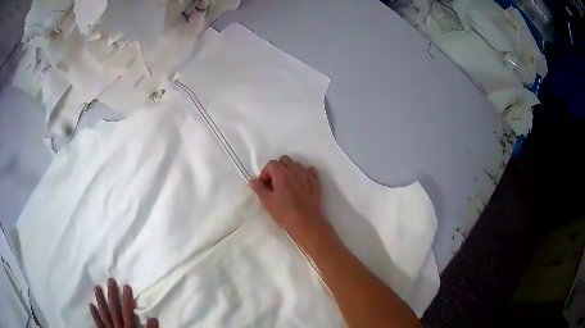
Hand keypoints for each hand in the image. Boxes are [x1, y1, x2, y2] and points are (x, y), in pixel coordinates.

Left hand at [89, 278, 158, 327]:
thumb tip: (152, 318)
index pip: (128, 312)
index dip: (127, 300)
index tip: (126, 286)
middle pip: (114, 310)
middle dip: (112, 295)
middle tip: (110, 280)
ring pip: (104, 314)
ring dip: (100, 301)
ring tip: (96, 287)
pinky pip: (99, 324)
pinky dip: (95, 315)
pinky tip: (91, 305)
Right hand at [249, 155, 325, 238]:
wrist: (306, 223)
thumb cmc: (284, 213)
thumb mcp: (267, 202)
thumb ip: (259, 189)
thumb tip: (253, 181)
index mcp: (282, 174)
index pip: (271, 164)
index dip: (265, 173)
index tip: (265, 185)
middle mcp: (295, 171)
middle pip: (284, 160)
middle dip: (277, 168)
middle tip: (274, 183)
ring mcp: (307, 176)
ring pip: (297, 164)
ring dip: (290, 170)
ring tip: (287, 184)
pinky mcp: (316, 183)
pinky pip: (310, 171)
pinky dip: (304, 173)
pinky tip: (301, 183)